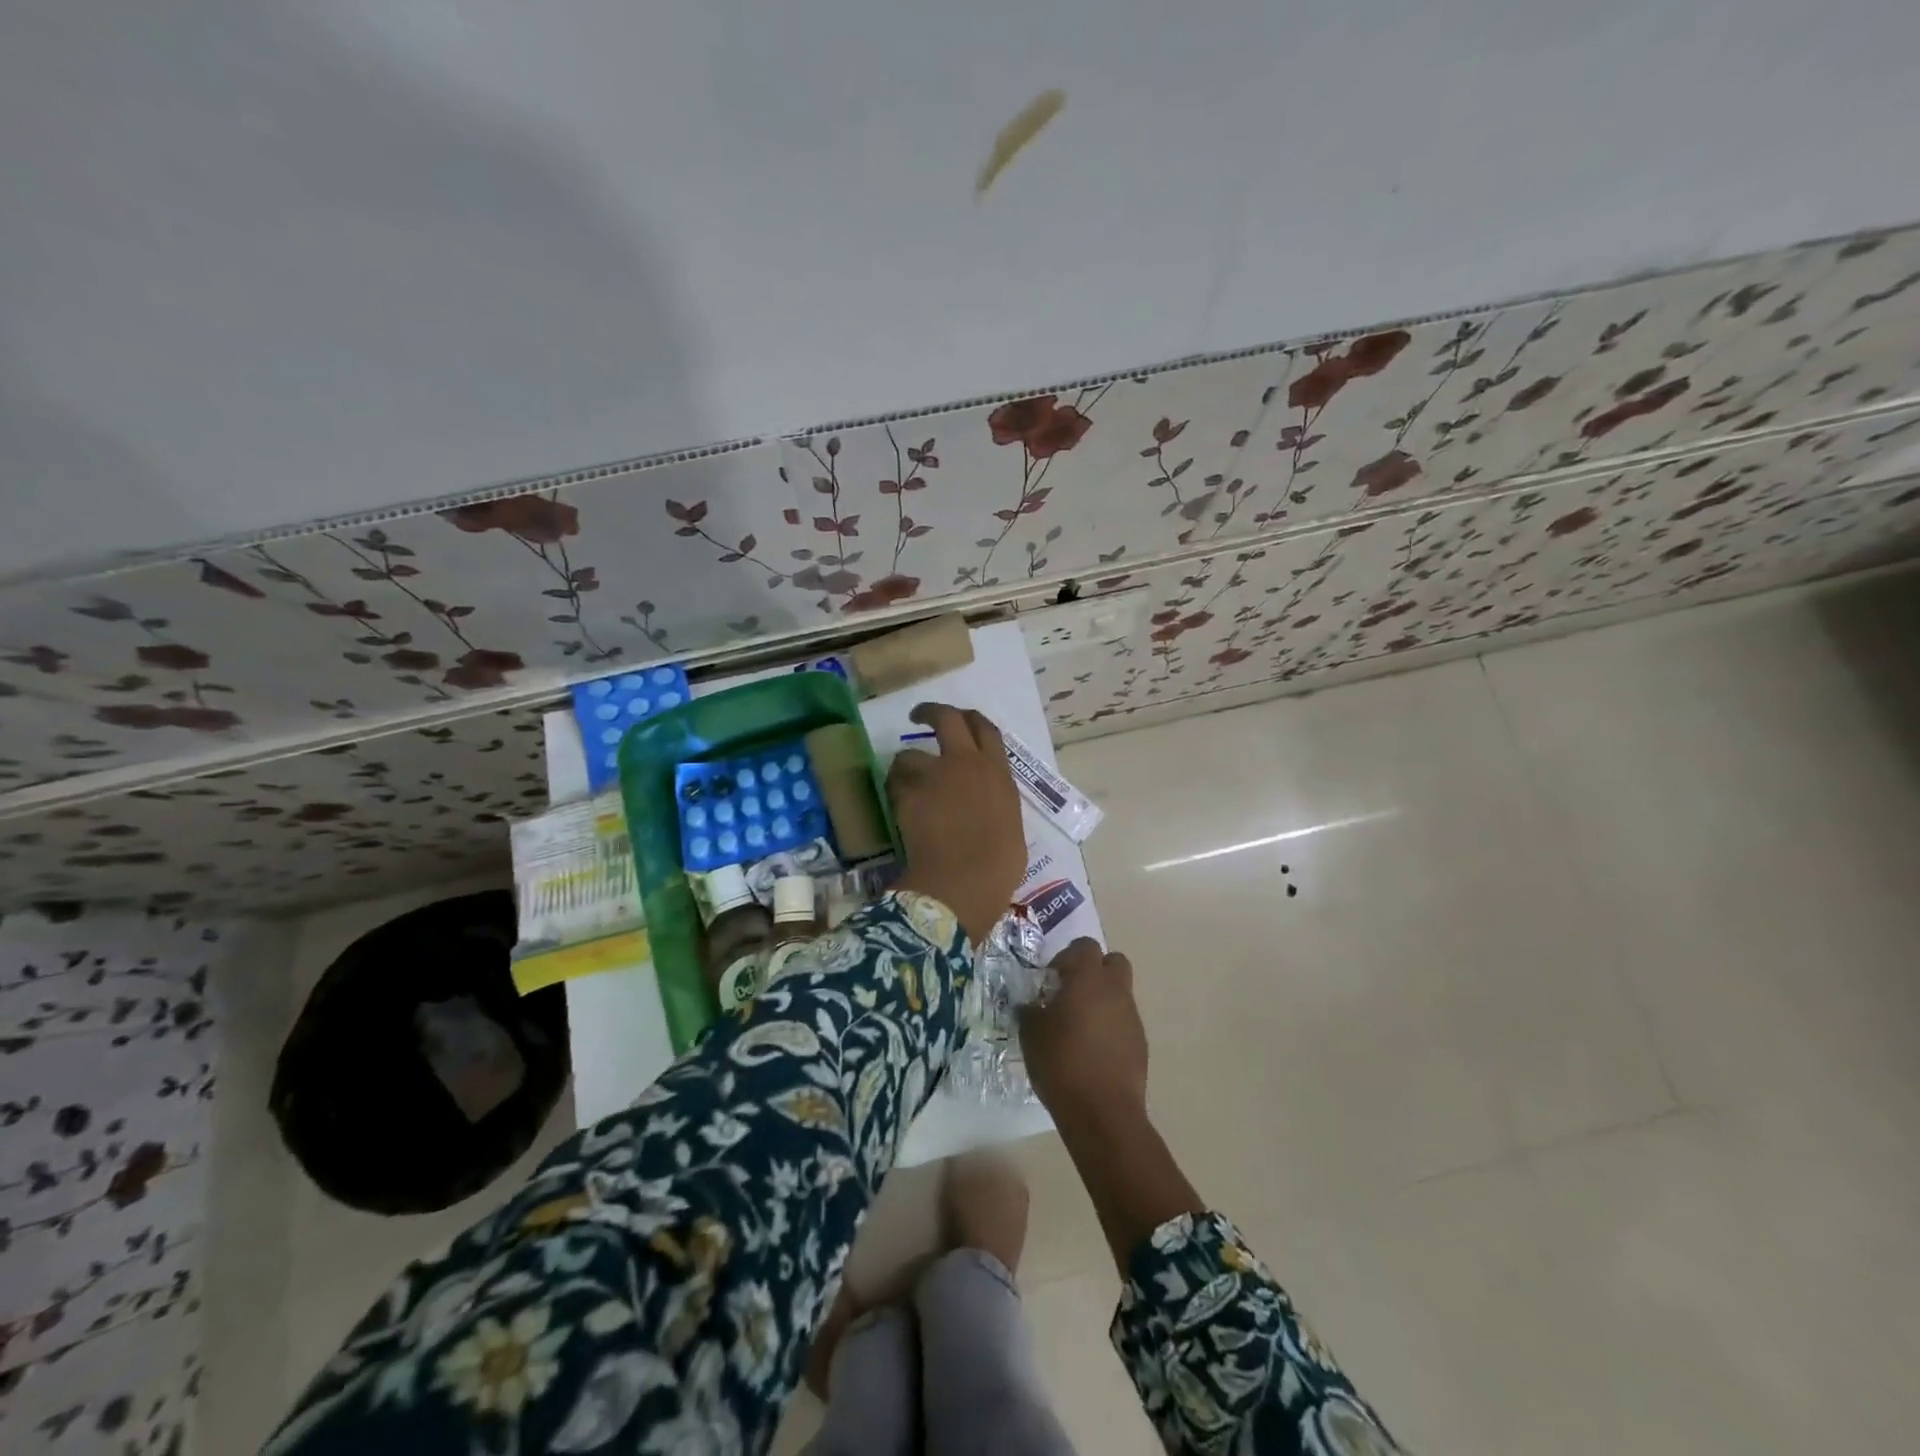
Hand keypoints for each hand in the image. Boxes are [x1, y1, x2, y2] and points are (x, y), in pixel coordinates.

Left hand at [887, 703, 1025, 943]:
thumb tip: (986, 807)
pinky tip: (898, 808)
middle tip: (919, 716)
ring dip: (906, 767)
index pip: (986, 730)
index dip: (971, 719)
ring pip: (909, 755)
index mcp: (997, 773)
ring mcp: (934, 776)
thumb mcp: (1010, 826)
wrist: (964, 881)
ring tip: (904, 785)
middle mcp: (966, 764)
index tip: (962, 718)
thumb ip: (996, 805)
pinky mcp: (907, 793)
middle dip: (931, 712)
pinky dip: (895, 791)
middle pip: (947, 719)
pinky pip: (894, 783)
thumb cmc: (999, 865)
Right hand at [1018, 938, 1147, 1125]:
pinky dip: (1110, 1025)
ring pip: (1119, 992)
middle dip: (1093, 970)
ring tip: (1078, 1027)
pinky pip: (1124, 1020)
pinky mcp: (1140, 1043)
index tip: (1050, 979)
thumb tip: (1031, 1004)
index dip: (1066, 957)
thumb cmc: (1061, 1063)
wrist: (1103, 1112)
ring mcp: (1132, 1017)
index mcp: (1088, 979)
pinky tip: (1092, 1050)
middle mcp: (1115, 990)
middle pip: (1112, 962)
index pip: (1084, 946)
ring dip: (1101, 1000)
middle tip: (1069, 992)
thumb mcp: (1031, 1033)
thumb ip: (1030, 1010)